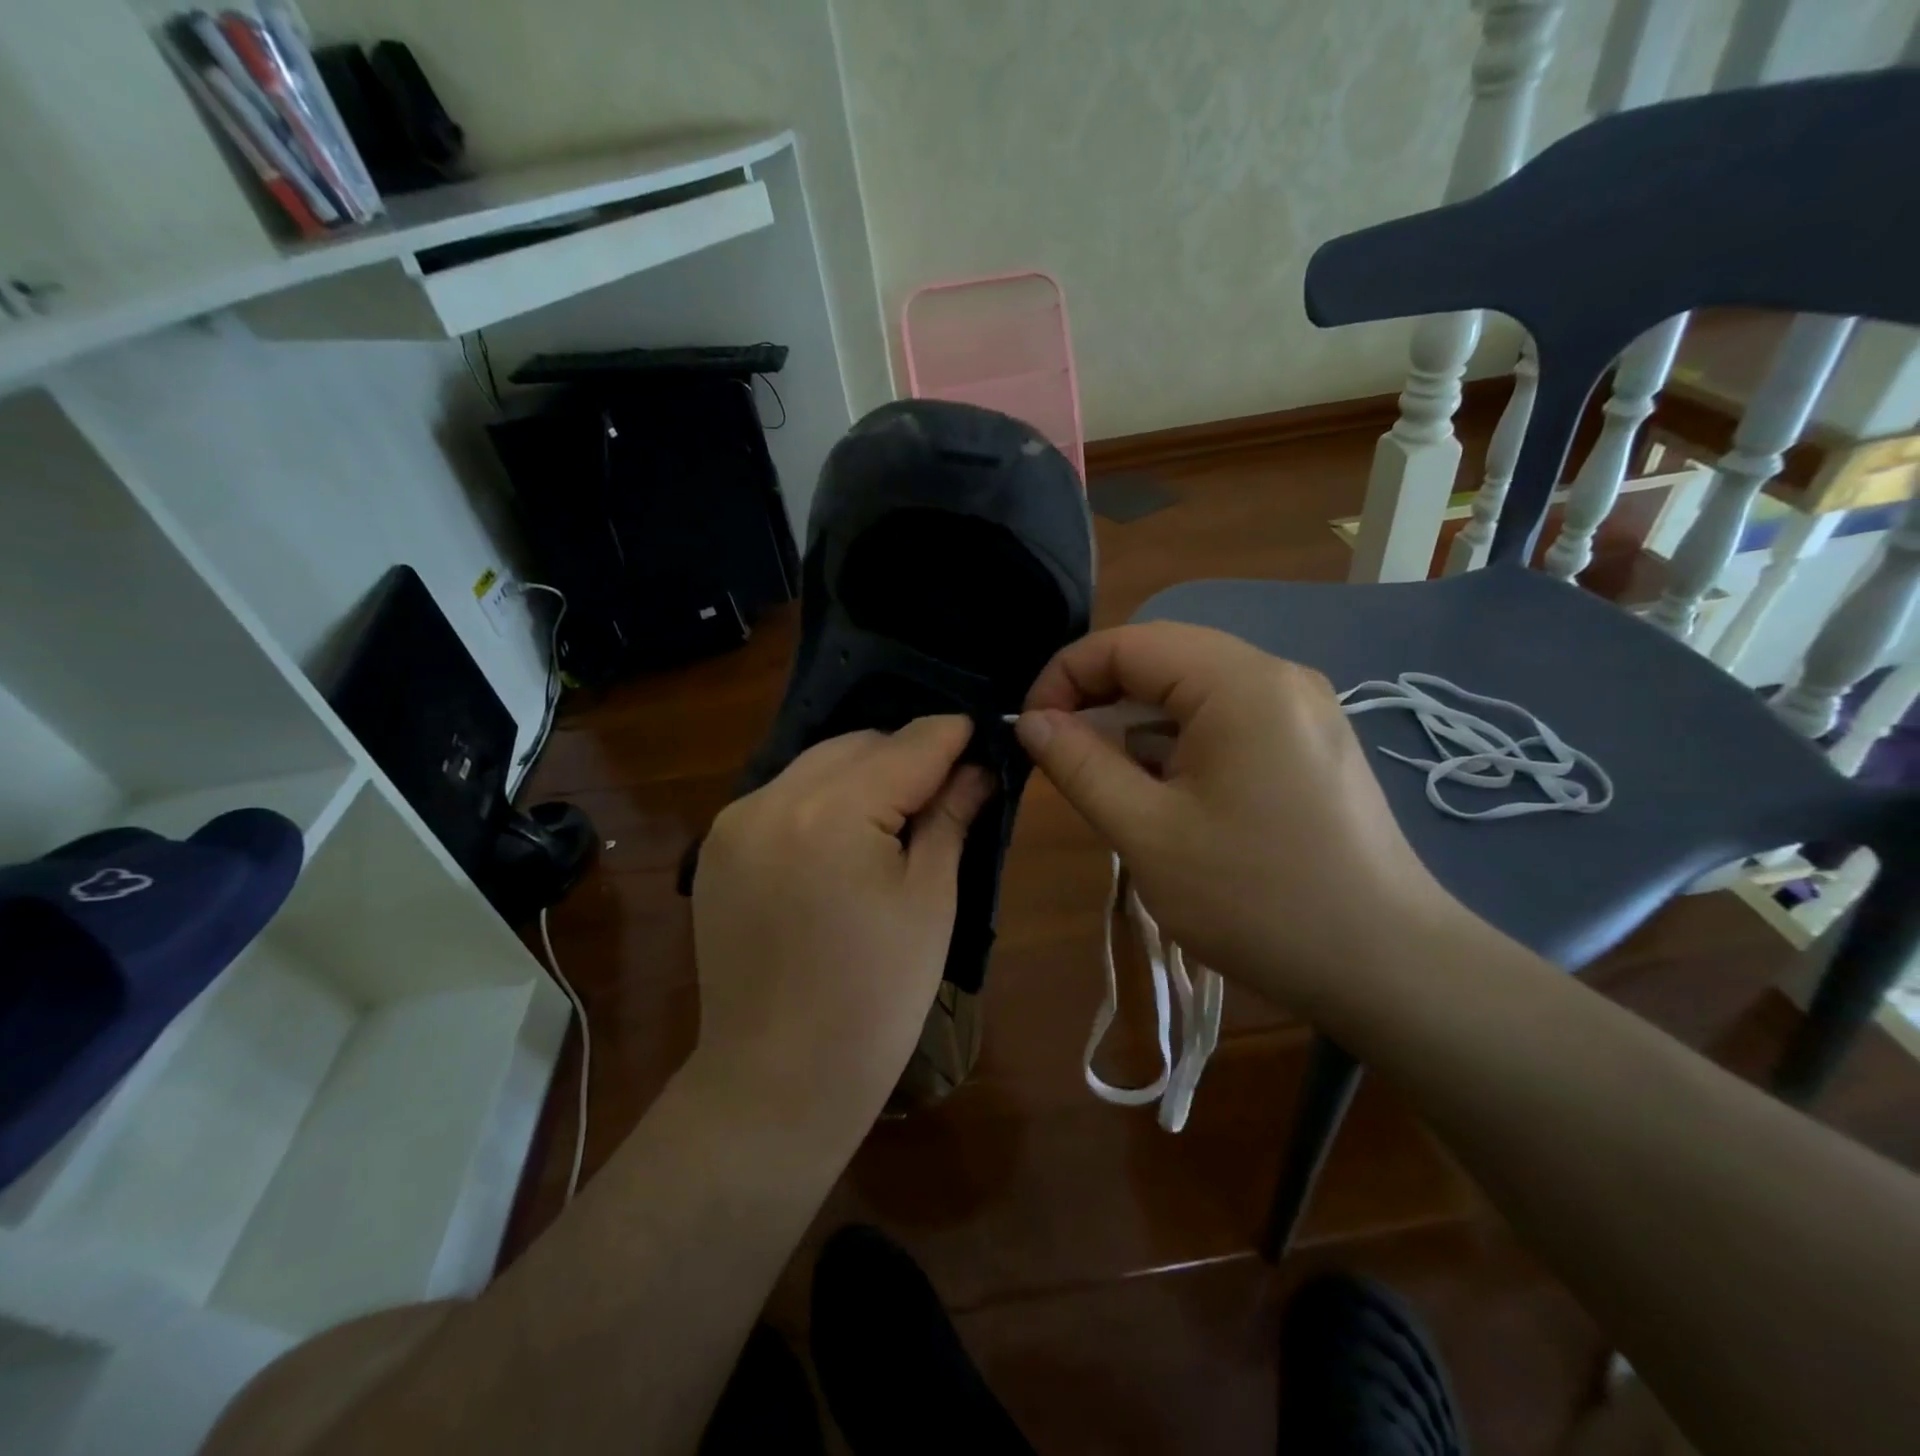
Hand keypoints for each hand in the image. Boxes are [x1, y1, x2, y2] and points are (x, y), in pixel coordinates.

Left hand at [691, 716, 991, 1137]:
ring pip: (817, 764)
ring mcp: (735, 822)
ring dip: (863, 772)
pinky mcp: (718, 847)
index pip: (908, 745)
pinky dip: (823, 797)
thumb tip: (978, 770)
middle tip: (948, 785)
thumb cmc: (876, 999)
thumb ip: (950, 818)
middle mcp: (773, 799)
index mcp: (832, 813)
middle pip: (857, 744)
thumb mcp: (930, 902)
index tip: (982, 735)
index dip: (952, 736)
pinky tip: (846, 836)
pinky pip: (784, 796)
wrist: (779, 1080)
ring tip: (900, 811)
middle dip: (907, 754)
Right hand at [1017, 623, 1468, 1017]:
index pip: (1129, 642)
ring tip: (1109, 782)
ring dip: (1139, 725)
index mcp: (1240, 683)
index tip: (1031, 728)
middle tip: (1061, 755)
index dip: (1066, 676)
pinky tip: (1165, 794)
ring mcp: (1302, 708)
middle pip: (1163, 659)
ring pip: (1194, 691)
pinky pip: (1227, 719)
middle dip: (1100, 699)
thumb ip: (1080, 765)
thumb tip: (1033, 721)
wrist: (1387, 967)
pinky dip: (1180, 743)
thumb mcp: (1147, 834)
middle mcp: (1277, 676)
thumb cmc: (1256, 900)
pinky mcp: (1311, 743)